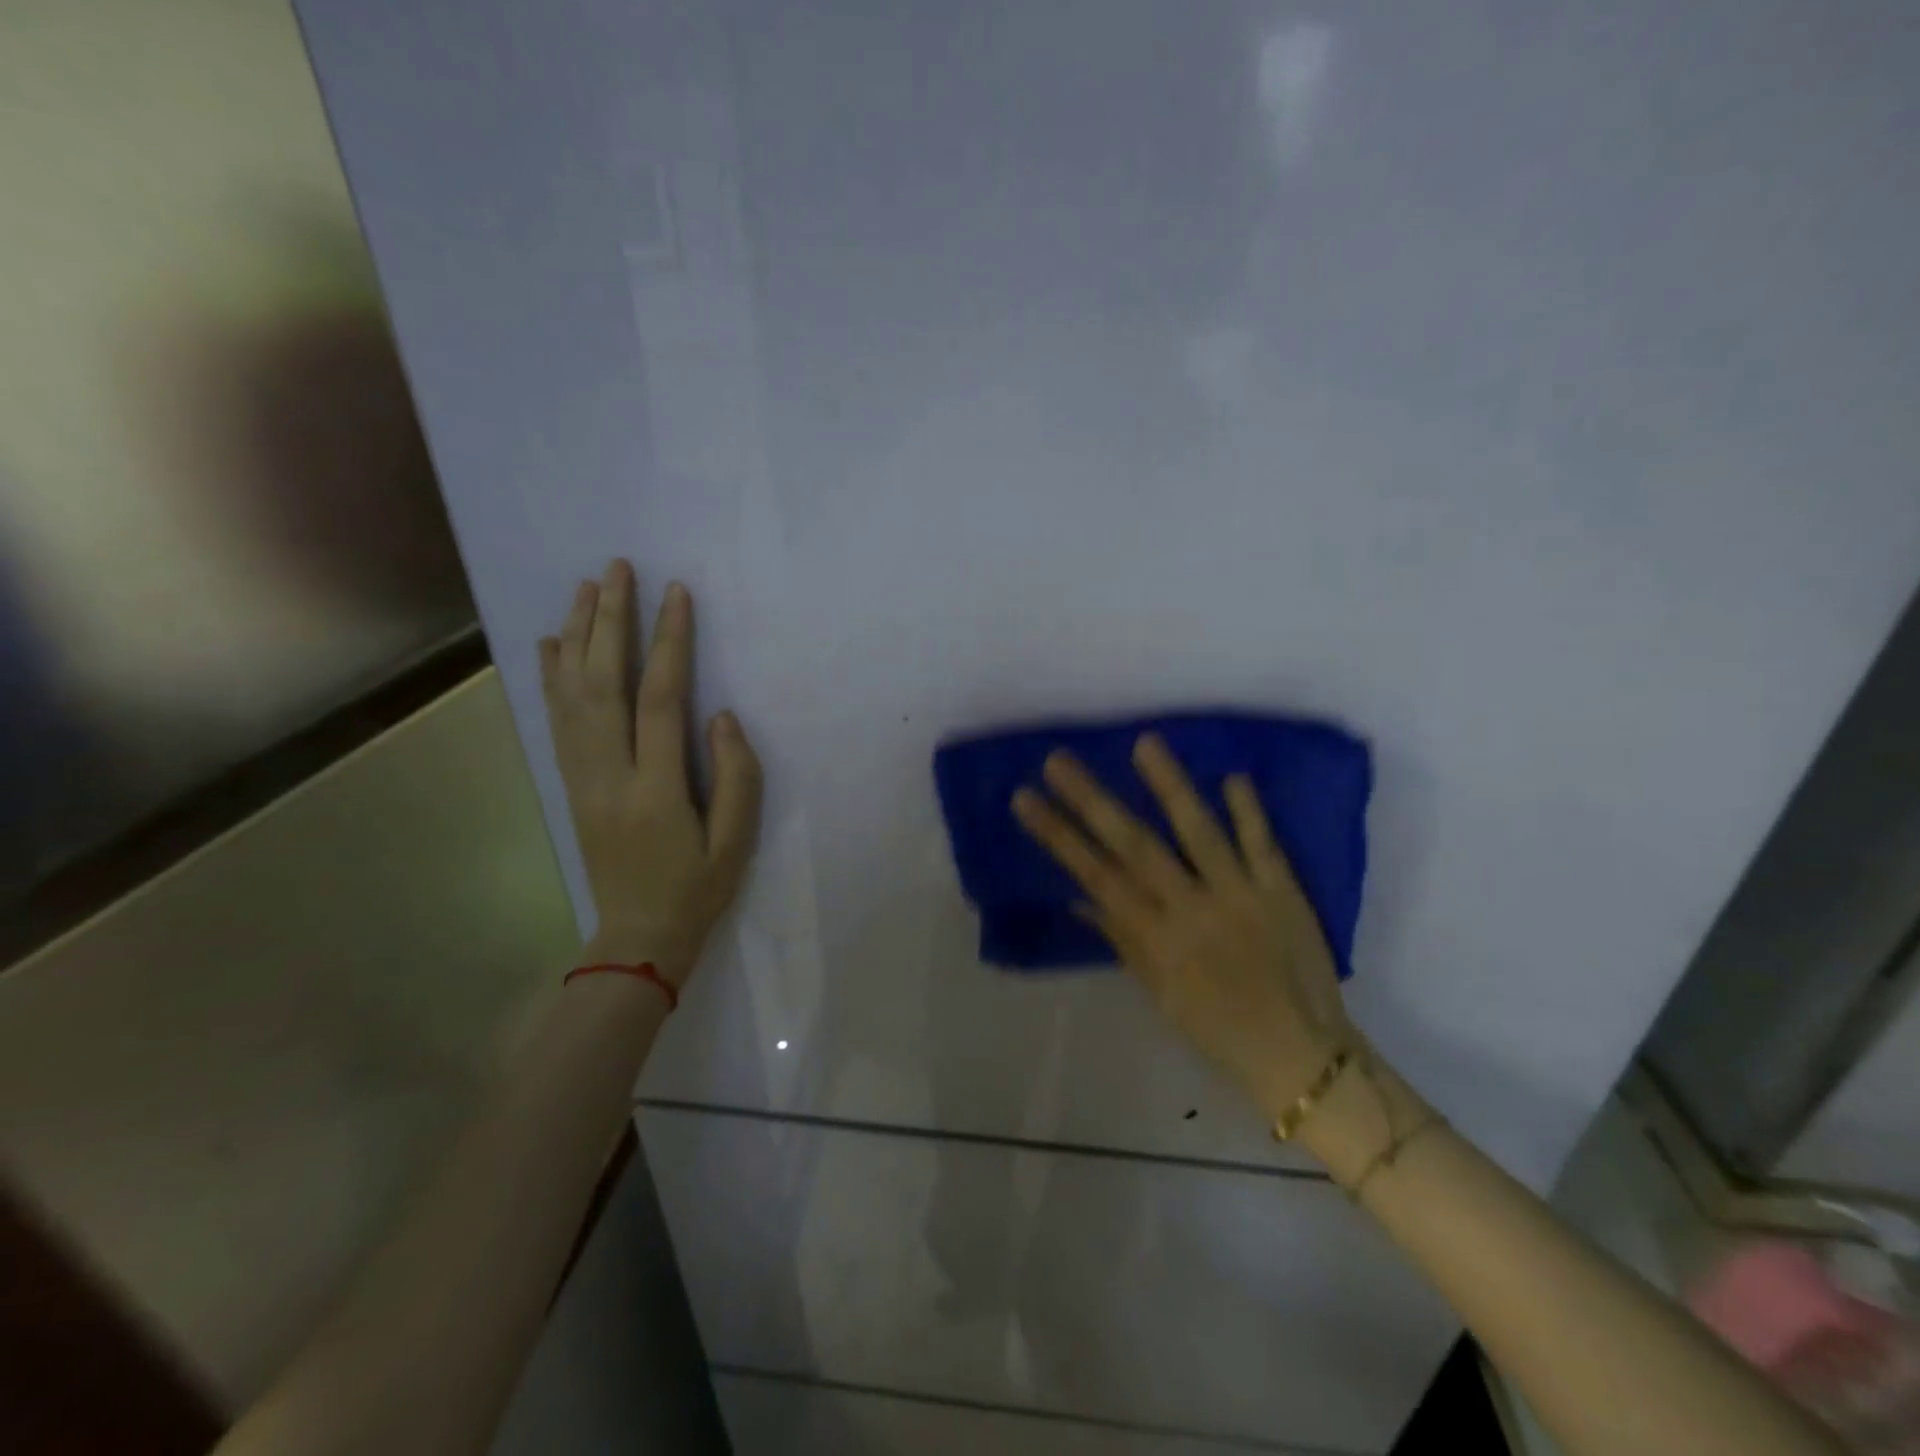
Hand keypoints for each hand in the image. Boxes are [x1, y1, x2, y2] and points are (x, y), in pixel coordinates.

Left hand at [540, 560, 761, 984]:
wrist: (637, 936)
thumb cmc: (696, 888)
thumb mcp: (736, 841)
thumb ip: (735, 775)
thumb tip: (721, 715)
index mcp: (654, 789)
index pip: (659, 700)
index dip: (668, 642)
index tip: (676, 594)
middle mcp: (607, 774)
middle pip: (601, 683)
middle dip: (609, 621)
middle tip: (615, 569)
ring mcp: (580, 778)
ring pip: (570, 694)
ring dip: (577, 636)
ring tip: (585, 588)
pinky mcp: (571, 784)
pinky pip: (556, 720)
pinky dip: (551, 677)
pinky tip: (552, 644)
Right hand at [1012, 734, 1355, 1124]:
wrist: (1301, 1054)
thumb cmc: (1217, 1029)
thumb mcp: (1159, 994)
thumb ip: (1123, 939)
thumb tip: (1081, 896)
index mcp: (1157, 939)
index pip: (1096, 875)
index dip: (1058, 835)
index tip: (1026, 798)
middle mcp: (1192, 908)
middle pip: (1135, 845)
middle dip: (1092, 800)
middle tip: (1058, 760)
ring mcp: (1240, 894)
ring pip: (1198, 831)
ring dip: (1170, 785)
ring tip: (1143, 743)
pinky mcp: (1282, 890)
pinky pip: (1263, 844)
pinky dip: (1249, 810)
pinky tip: (1232, 774)